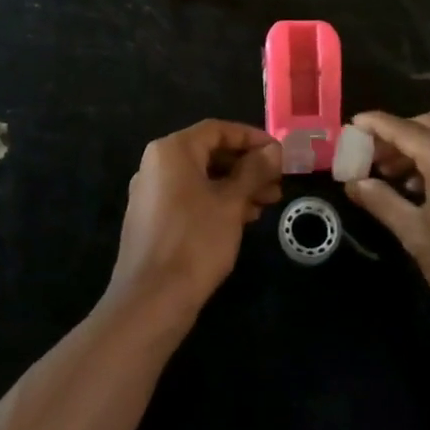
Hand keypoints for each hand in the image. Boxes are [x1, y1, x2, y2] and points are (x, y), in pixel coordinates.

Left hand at [106, 120, 282, 324]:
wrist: (151, 300)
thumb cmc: (195, 242)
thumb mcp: (231, 203)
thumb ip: (253, 171)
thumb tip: (272, 150)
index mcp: (172, 151)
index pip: (217, 130)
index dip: (251, 138)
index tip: (279, 153)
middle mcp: (156, 165)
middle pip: (209, 153)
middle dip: (246, 166)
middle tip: (277, 183)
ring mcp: (151, 193)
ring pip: (202, 178)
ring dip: (236, 186)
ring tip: (268, 203)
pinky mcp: (152, 219)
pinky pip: (190, 198)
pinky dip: (217, 202)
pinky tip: (243, 219)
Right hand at [344, 111, 429, 338]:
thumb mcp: (416, 236)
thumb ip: (382, 202)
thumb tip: (354, 183)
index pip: (405, 129)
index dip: (376, 124)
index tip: (353, 124)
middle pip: (429, 125)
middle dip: (398, 134)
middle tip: (373, 156)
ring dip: (420, 147)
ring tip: (394, 176)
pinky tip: (427, 189)